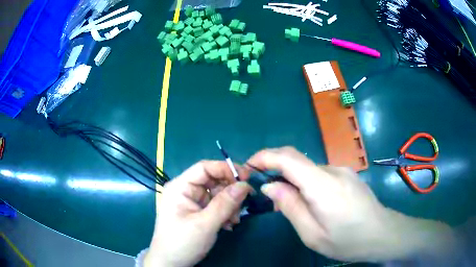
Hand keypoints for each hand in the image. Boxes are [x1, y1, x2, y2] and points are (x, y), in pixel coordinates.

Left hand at [145, 161, 250, 266]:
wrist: (171, 263)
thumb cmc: (182, 242)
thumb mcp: (205, 224)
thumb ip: (225, 204)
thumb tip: (245, 184)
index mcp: (180, 187)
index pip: (204, 168)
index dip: (226, 169)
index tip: (246, 178)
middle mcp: (185, 191)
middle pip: (213, 181)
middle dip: (230, 192)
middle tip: (243, 204)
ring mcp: (192, 202)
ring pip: (217, 194)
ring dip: (230, 205)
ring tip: (234, 220)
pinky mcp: (197, 213)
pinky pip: (216, 206)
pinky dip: (225, 213)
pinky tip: (229, 225)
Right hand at [247, 147, 456, 261]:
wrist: (383, 234)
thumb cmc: (348, 240)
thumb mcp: (312, 233)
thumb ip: (290, 207)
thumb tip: (270, 186)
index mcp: (323, 185)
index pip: (288, 158)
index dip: (265, 156)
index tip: (249, 166)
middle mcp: (333, 170)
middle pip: (297, 161)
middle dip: (276, 170)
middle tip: (266, 192)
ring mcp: (343, 170)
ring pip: (308, 169)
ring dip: (293, 180)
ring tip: (290, 204)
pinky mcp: (348, 175)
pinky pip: (320, 174)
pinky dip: (307, 183)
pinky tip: (311, 203)